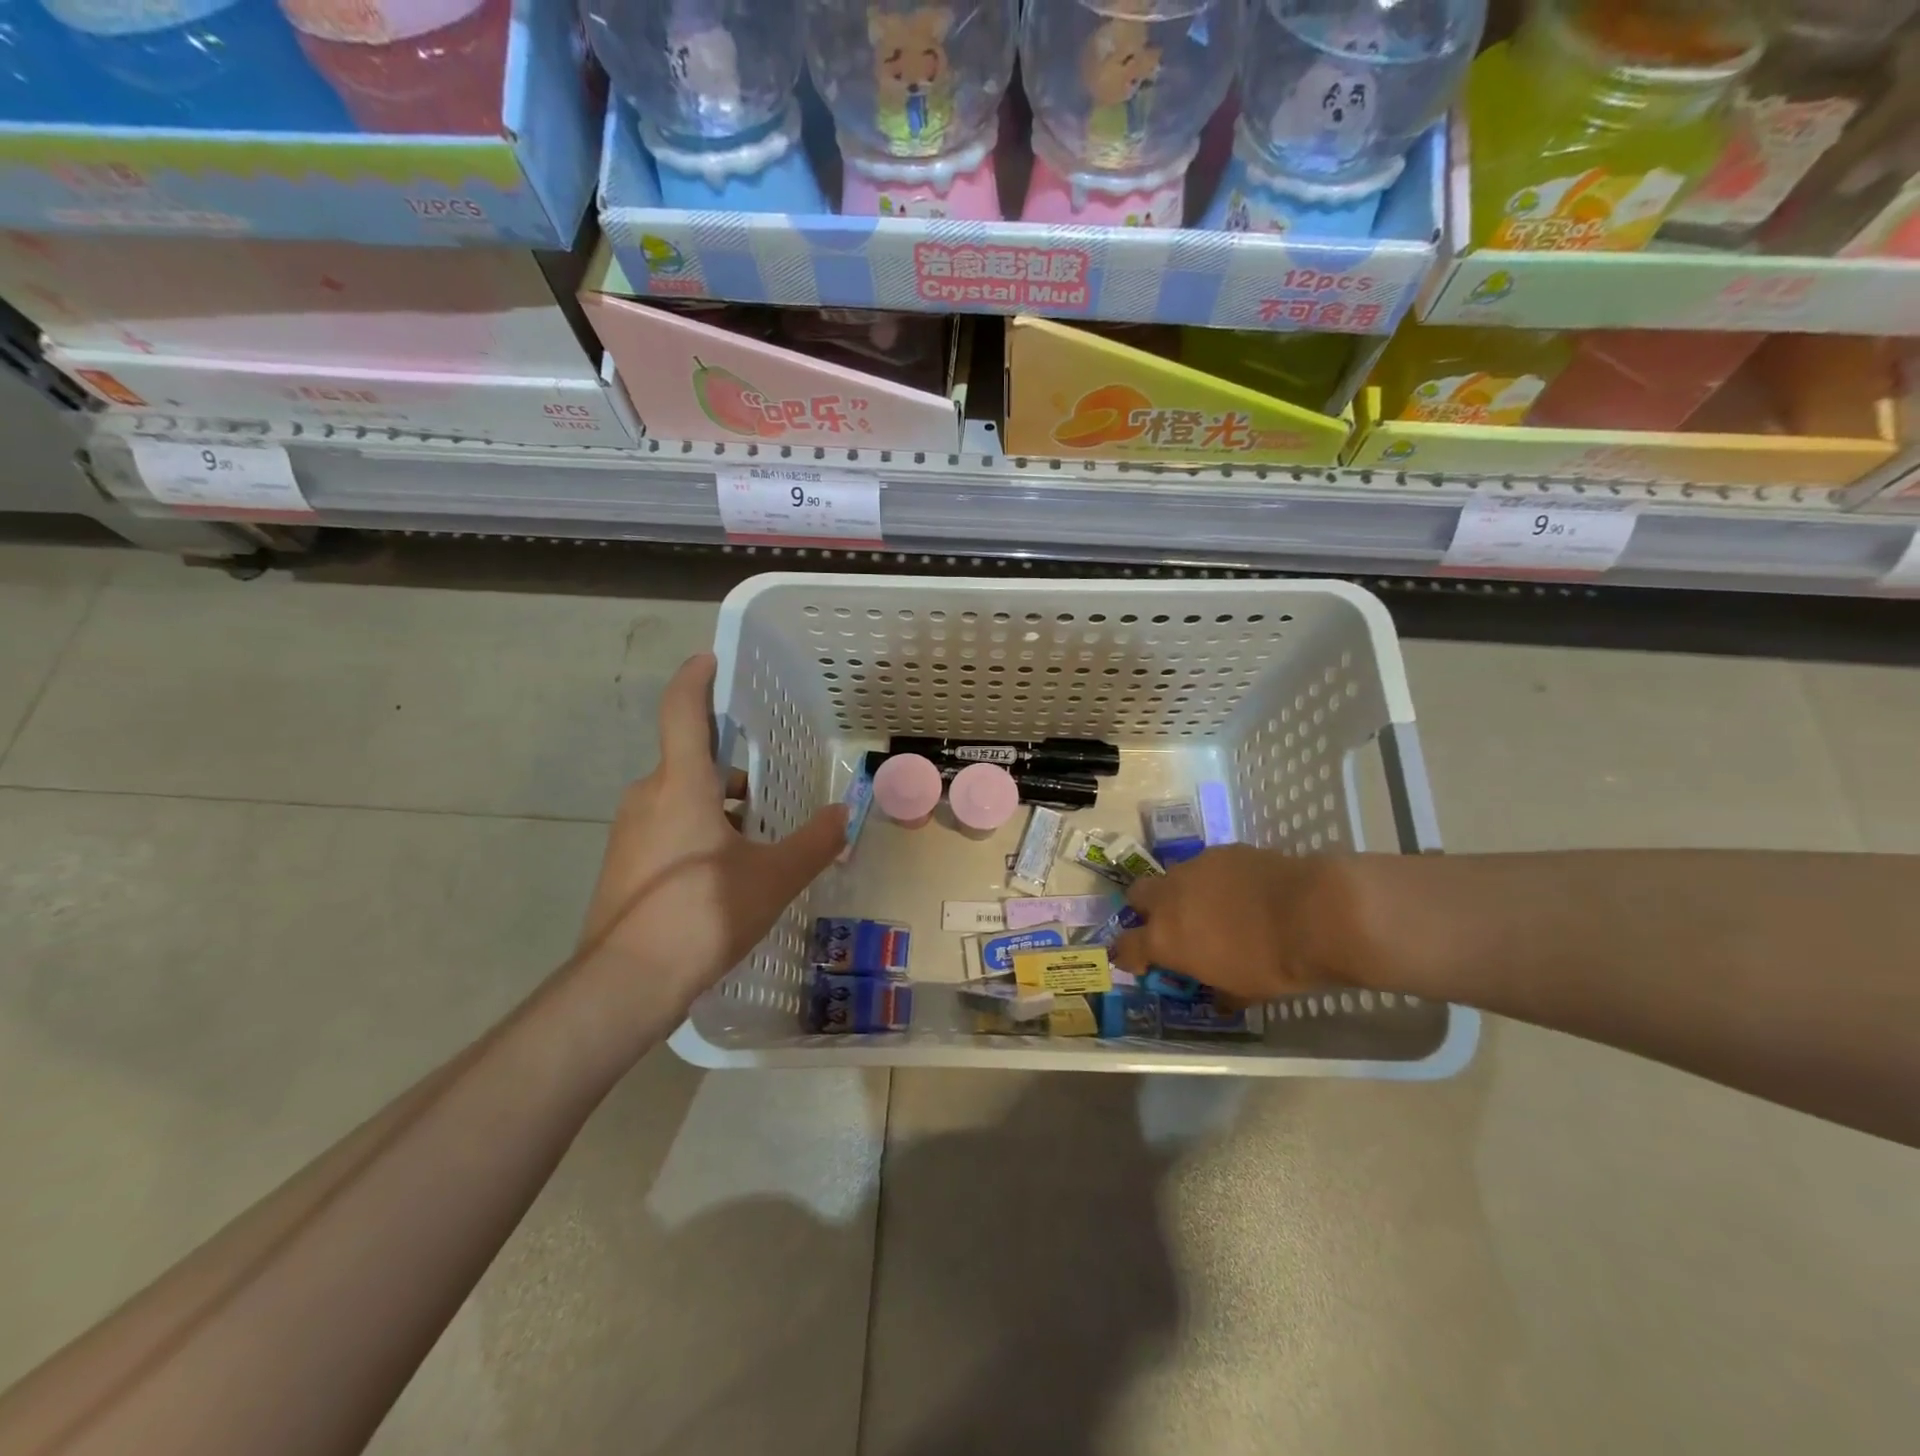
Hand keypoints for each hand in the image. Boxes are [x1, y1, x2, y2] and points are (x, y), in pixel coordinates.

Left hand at [579, 653, 846, 1005]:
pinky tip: (725, 875)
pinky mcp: (624, 865)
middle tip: (770, 792)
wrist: (626, 983)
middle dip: (731, 770)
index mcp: (681, 784)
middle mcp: (648, 796)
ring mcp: (630, 832)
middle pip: (691, 761)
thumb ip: (814, 842)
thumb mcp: (773, 877)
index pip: (683, 710)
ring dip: (718, 807)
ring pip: (680, 798)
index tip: (710, 659)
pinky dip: (698, 833)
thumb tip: (845, 815)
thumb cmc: (703, 913)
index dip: (696, 679)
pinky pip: (667, 828)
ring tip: (757, 843)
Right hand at [1110, 845, 1359, 1001]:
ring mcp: (1194, 868)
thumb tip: (1218, 996)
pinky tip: (1243, 891)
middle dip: (1147, 909)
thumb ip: (1220, 989)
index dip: (1130, 955)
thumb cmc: (1274, 964)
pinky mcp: (1222, 851)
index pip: (1126, 946)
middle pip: (1137, 895)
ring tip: (1214, 908)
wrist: (1313, 913)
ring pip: (1173, 876)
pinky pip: (1207, 866)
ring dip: (1183, 893)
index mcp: (1164, 938)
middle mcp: (1169, 897)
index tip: (1141, 962)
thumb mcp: (1244, 992)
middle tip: (1173, 926)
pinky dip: (1216, 879)